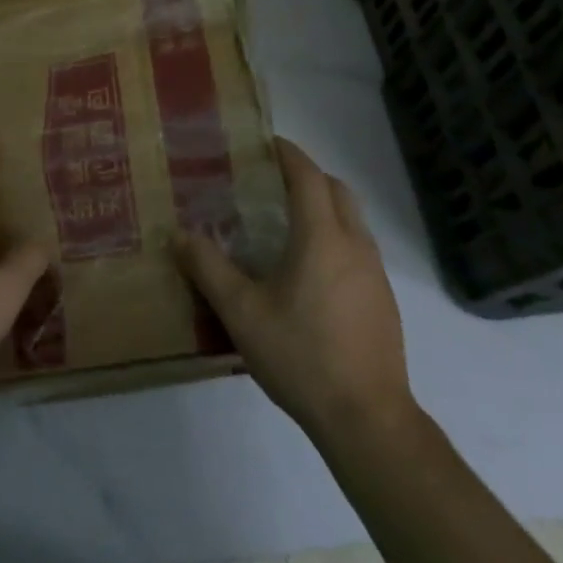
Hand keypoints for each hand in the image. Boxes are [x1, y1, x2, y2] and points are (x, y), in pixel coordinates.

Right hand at [175, 138, 415, 442]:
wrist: (368, 419)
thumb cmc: (302, 356)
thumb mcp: (242, 313)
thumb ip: (209, 269)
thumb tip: (178, 234)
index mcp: (322, 237)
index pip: (308, 177)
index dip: (289, 154)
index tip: (267, 143)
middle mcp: (354, 244)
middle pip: (337, 190)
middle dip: (309, 176)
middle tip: (274, 181)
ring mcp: (375, 273)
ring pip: (353, 220)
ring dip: (326, 207)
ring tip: (290, 223)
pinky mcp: (384, 300)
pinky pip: (359, 249)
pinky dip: (337, 237)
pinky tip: (312, 272)